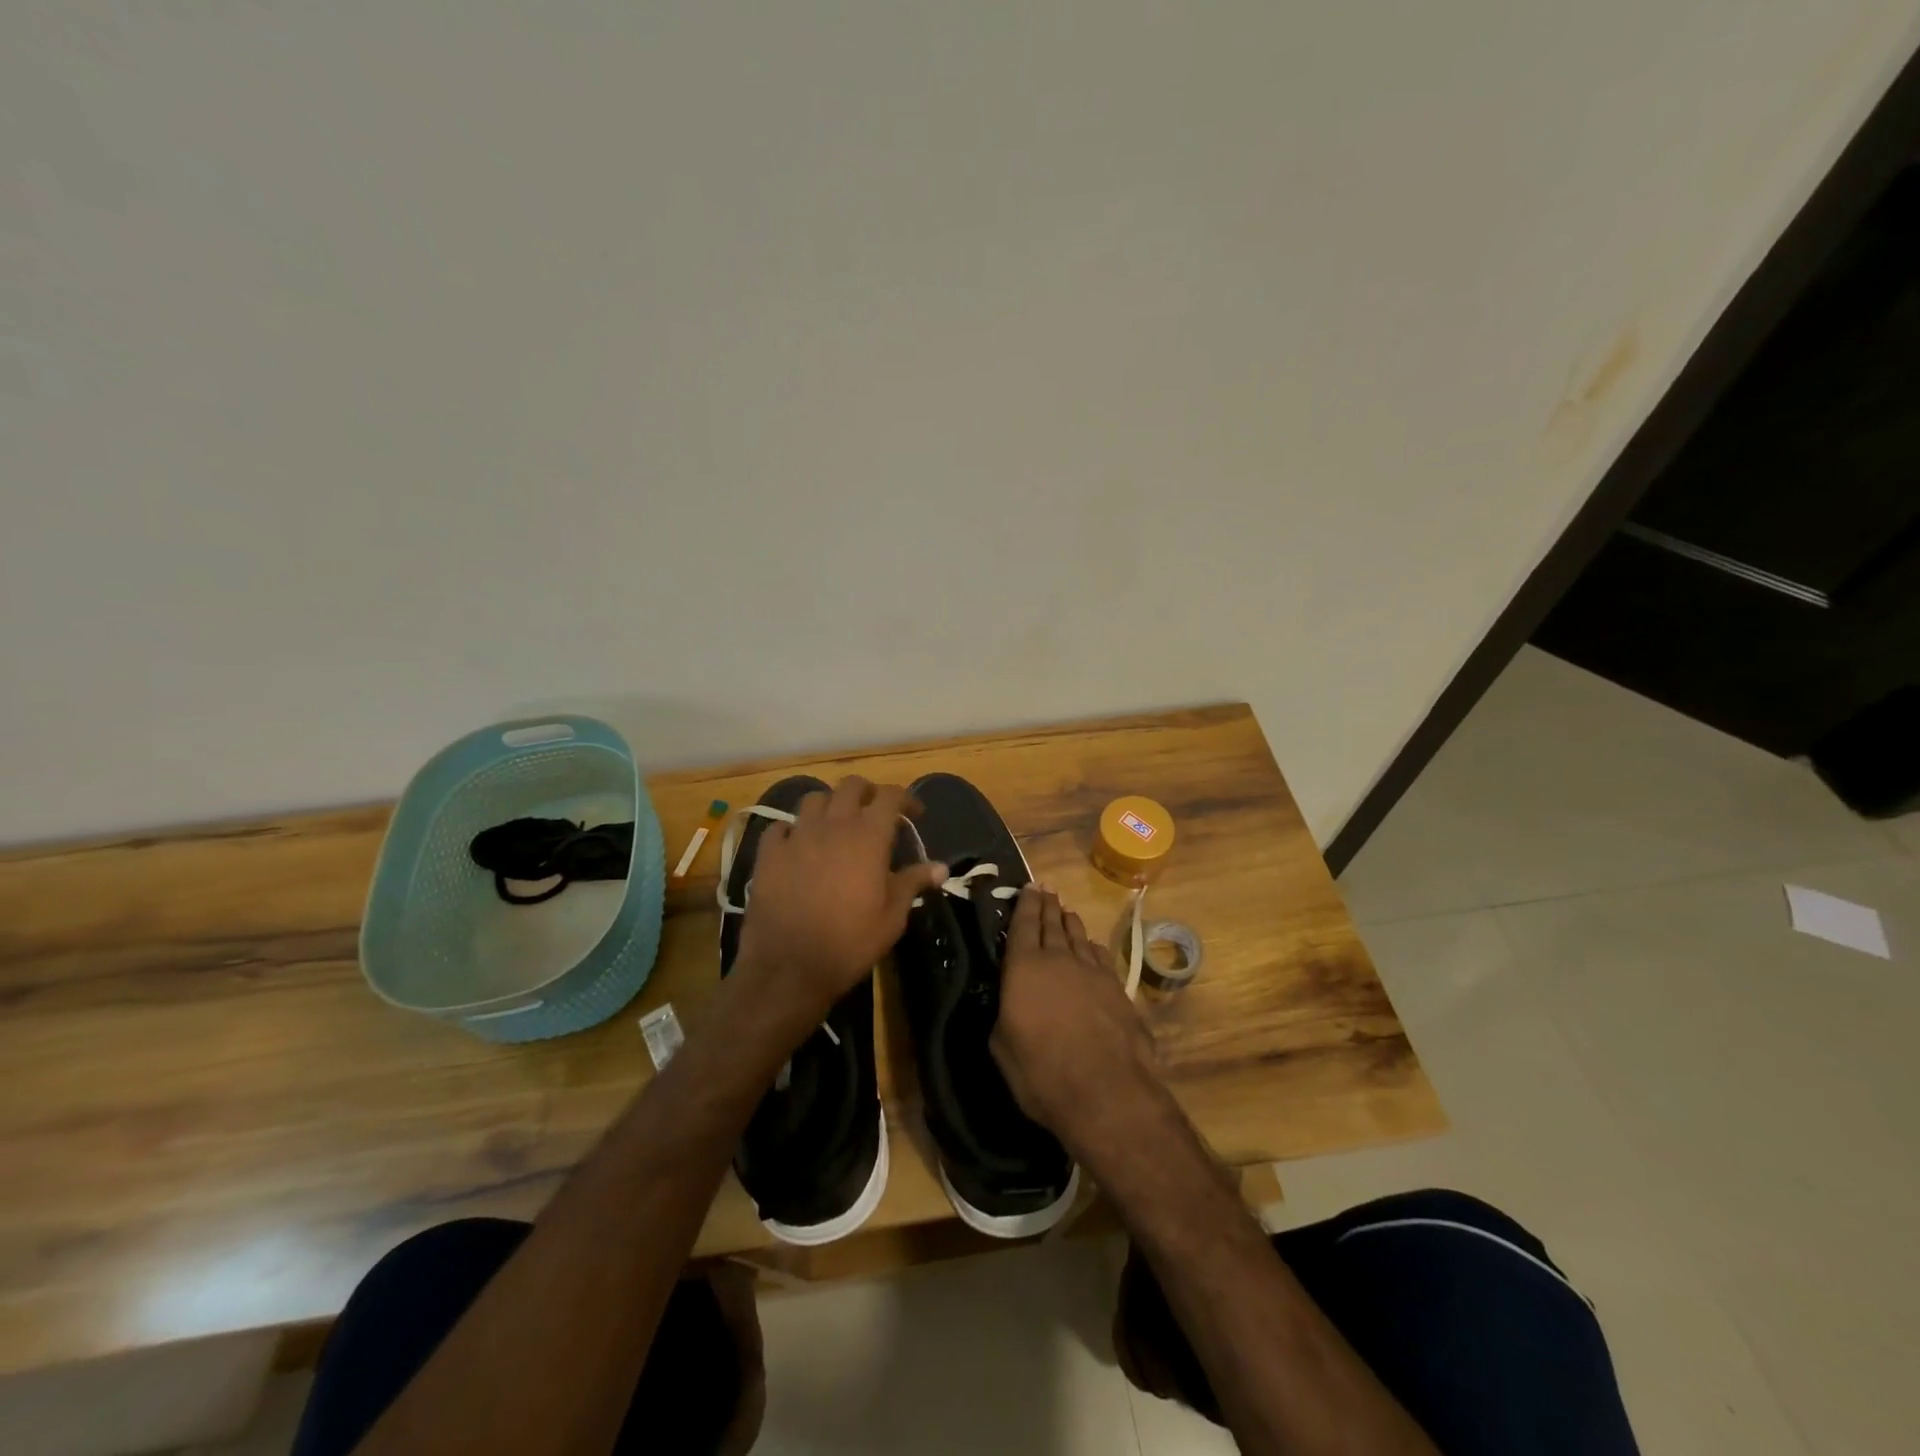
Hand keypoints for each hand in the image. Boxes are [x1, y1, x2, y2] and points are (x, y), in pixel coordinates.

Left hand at [733, 776, 946, 1028]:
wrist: (789, 967)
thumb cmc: (850, 943)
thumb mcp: (892, 918)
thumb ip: (913, 883)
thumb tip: (940, 867)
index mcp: (868, 836)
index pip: (891, 796)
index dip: (906, 798)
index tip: (915, 814)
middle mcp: (833, 825)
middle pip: (851, 786)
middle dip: (868, 792)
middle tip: (875, 812)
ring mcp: (797, 836)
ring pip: (814, 798)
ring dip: (830, 805)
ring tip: (835, 824)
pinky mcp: (768, 853)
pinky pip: (780, 826)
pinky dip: (792, 829)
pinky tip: (797, 845)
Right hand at [990, 885, 1159, 1141]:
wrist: (1106, 1091)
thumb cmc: (1042, 1072)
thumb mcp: (1002, 1048)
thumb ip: (1003, 1016)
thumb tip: (1009, 1005)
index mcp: (1024, 968)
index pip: (1023, 925)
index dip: (1025, 904)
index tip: (1028, 887)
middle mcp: (1058, 959)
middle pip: (1052, 923)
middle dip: (1047, 905)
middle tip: (1045, 889)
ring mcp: (1092, 971)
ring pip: (1078, 935)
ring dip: (1070, 922)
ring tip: (1065, 911)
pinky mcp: (1117, 988)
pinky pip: (1100, 955)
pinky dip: (1092, 946)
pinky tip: (1091, 946)